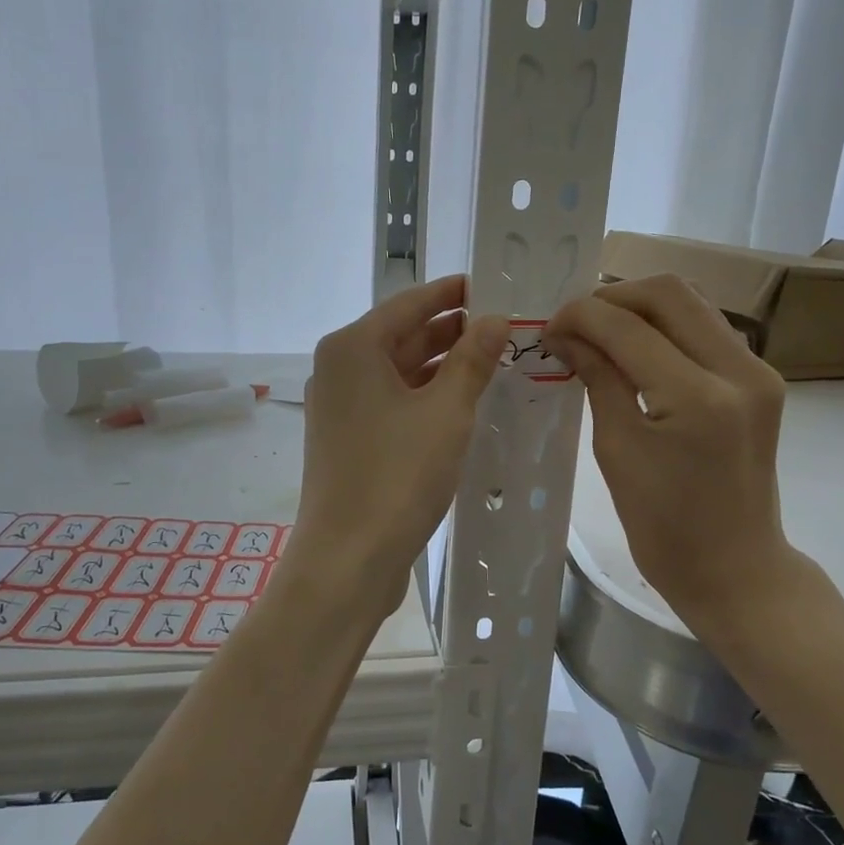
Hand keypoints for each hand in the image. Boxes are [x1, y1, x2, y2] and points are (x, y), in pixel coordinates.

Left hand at [292, 276, 507, 617]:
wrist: (347, 559)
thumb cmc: (397, 476)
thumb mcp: (446, 412)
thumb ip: (472, 360)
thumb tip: (496, 318)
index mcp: (353, 348)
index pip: (410, 303)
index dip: (452, 293)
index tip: (492, 285)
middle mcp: (339, 368)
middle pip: (402, 334)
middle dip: (451, 330)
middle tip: (504, 326)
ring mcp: (340, 406)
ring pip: (399, 370)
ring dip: (442, 364)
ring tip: (493, 360)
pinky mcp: (348, 438)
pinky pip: (393, 400)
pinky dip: (426, 395)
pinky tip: (462, 402)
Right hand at [546, 275, 804, 638]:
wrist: (735, 569)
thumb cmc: (665, 528)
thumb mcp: (618, 452)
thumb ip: (598, 379)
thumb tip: (567, 335)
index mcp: (698, 397)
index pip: (629, 327)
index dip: (581, 316)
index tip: (549, 327)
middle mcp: (739, 370)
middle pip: (669, 293)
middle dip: (612, 297)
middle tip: (575, 323)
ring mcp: (758, 372)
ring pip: (692, 303)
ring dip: (640, 307)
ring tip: (601, 331)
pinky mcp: (761, 380)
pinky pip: (707, 329)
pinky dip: (666, 326)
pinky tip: (636, 348)